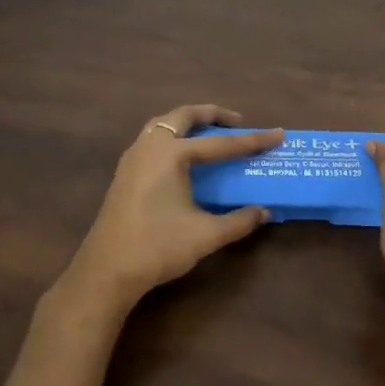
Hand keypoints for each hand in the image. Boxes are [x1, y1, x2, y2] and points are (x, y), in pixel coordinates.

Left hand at [62, 105, 284, 315]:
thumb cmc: (157, 247)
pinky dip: (173, 137)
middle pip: (183, 116)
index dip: (252, 141)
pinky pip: (153, 140)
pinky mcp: (125, 173)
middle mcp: (150, 147)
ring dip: (188, 123)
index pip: (220, 143)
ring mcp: (133, 158)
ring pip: (163, 125)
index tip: (278, 134)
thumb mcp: (205, 235)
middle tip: (237, 122)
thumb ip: (239, 221)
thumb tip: (264, 212)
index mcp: (171, 154)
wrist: (106, 271)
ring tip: (210, 134)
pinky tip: (183, 158)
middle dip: (212, 115)